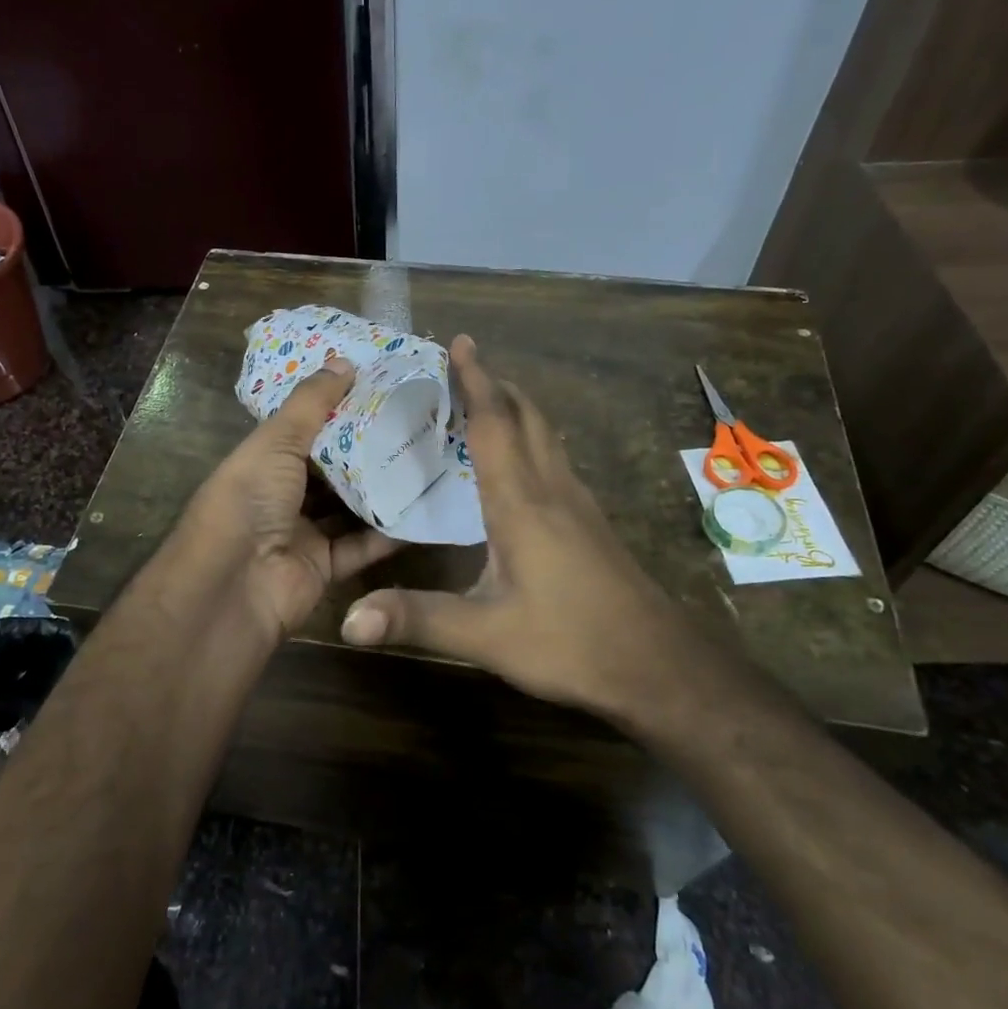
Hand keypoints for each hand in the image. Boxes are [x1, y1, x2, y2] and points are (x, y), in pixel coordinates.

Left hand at [184, 357, 401, 639]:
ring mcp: (302, 533)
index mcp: (262, 461)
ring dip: (382, 488)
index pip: (304, 428)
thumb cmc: (248, 501)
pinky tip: (423, 509)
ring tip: (426, 459)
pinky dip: (388, 532)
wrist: (232, 587)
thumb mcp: (275, 442)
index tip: (380, 386)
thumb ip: (311, 403)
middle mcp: (281, 494)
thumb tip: (344, 361)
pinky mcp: (324, 567)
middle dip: (368, 448)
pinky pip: (361, 545)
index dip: (337, 407)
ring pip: (349, 506)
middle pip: (331, 468)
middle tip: (415, 421)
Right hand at [339, 336, 701, 726]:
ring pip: (547, 435)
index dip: (475, 380)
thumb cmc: (571, 643)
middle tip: (466, 362)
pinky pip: (557, 460)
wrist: (659, 667)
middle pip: (526, 417)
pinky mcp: (593, 523)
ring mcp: (580, 505)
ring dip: (518, 407)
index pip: (494, 424)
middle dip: (497, 383)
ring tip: (489, 398)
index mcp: (521, 503)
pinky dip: (533, 438)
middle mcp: (553, 490)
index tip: (460, 342)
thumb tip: (348, 621)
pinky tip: (523, 462)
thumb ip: (417, 619)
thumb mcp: (486, 634)